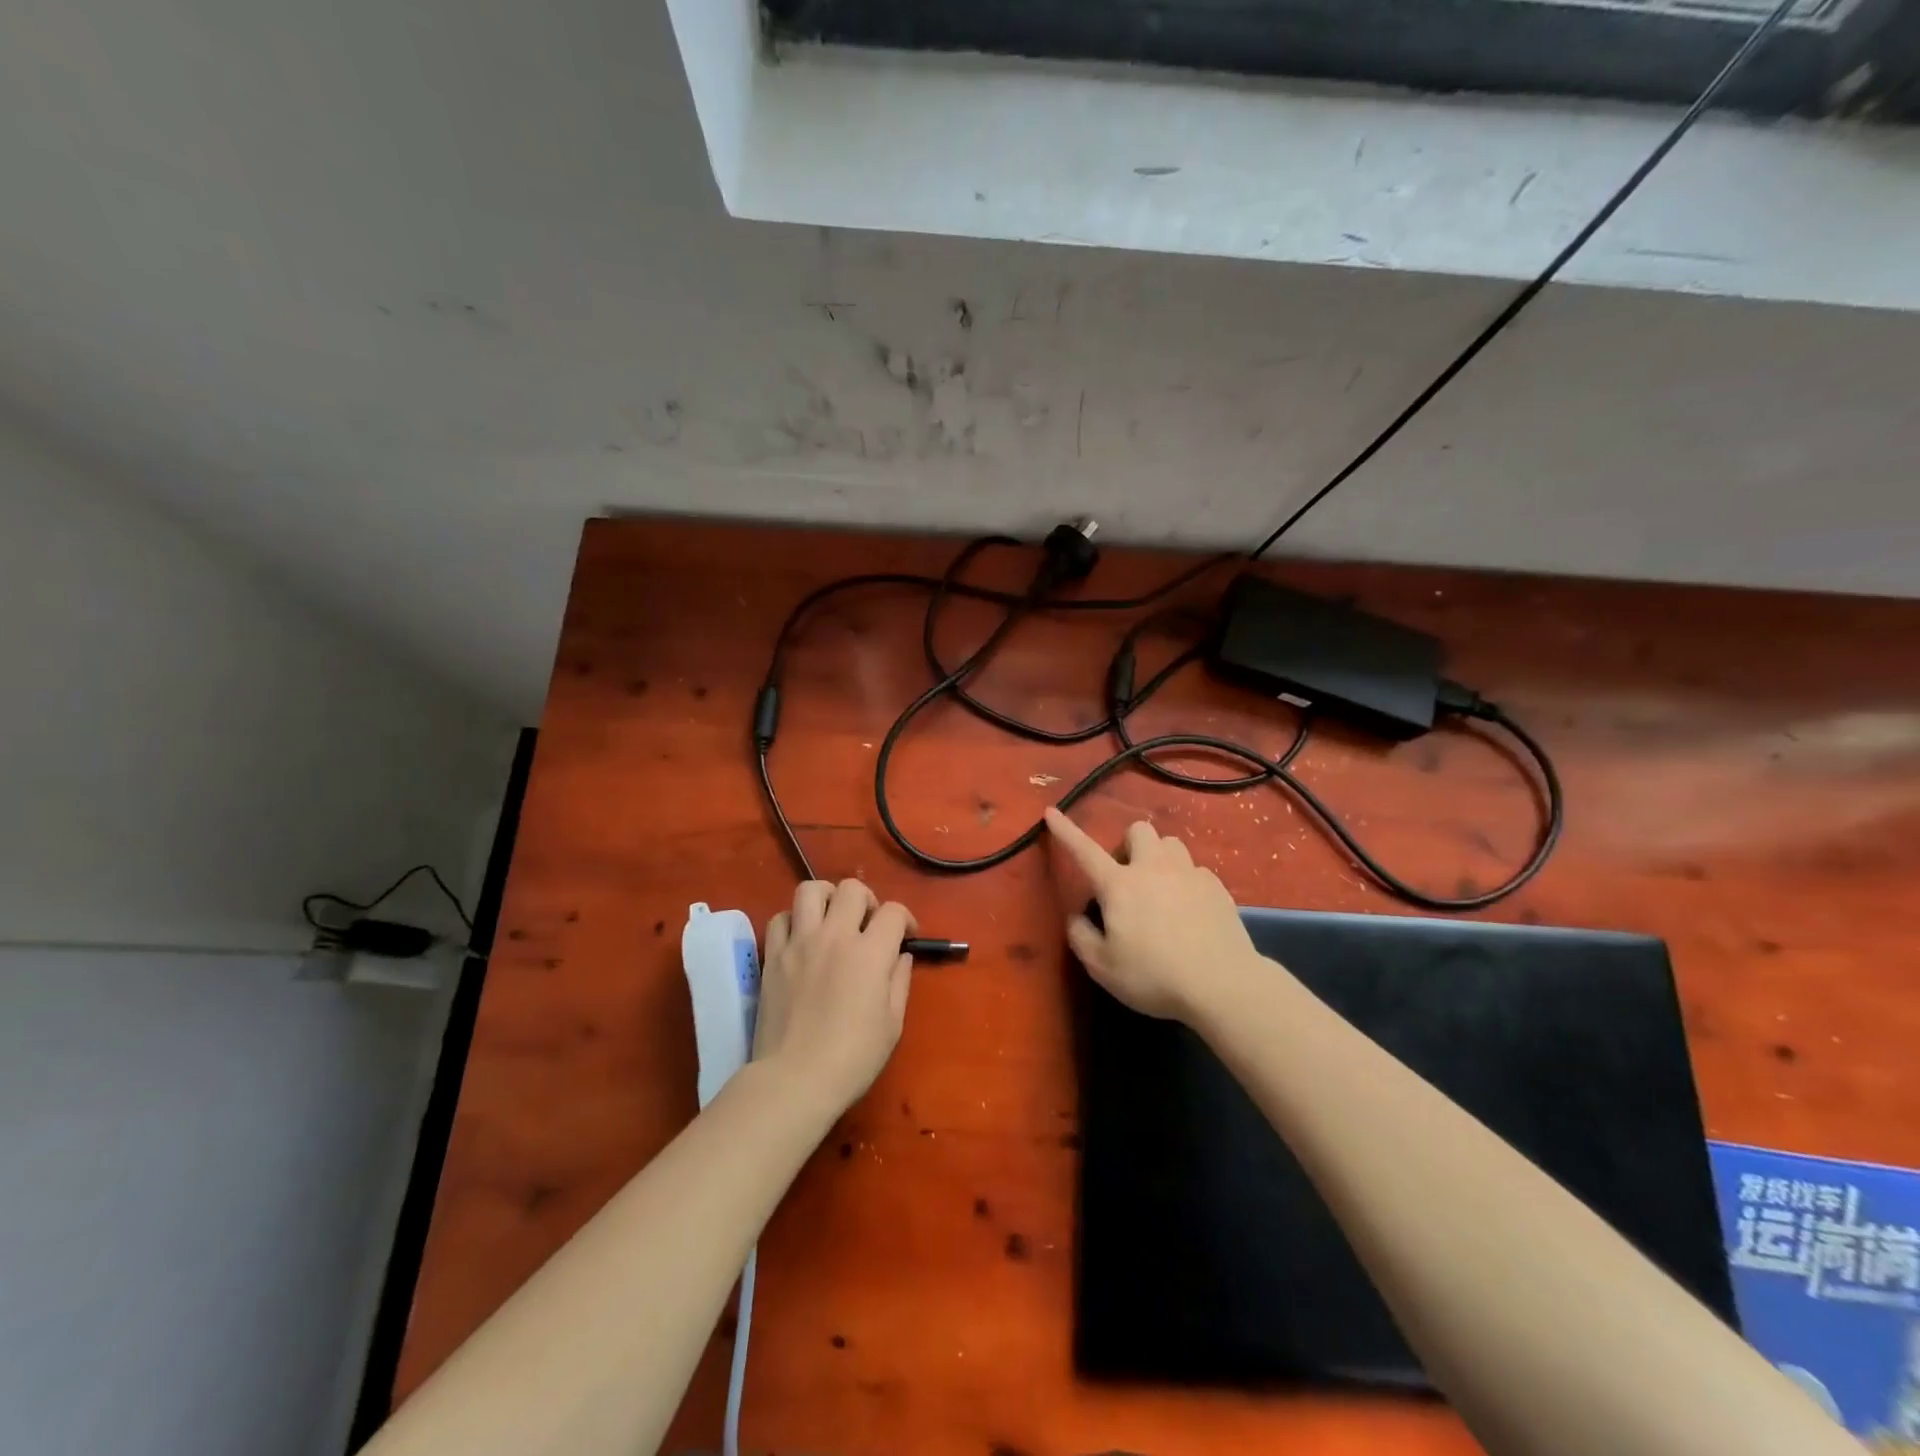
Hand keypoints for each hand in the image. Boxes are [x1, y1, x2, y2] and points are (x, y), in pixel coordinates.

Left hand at [754, 879, 914, 1117]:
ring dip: (827, 897)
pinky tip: (801, 939)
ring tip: (832, 918)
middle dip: (867, 900)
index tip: (906, 936)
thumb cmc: (853, 1058)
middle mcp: (835, 936)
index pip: (893, 911)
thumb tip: (901, 955)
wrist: (794, 1080)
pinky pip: (780, 918)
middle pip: (852, 889)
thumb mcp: (892, 1024)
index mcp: (870, 952)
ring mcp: (799, 943)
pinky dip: (794, 921)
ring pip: (810, 890)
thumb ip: (900, 981)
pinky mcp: (773, 956)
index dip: (905, 919)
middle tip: (868, 924)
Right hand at [1044, 808, 1260, 1022]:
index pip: (1084, 850)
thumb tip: (1078, 916)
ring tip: (1160, 888)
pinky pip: (1196, 870)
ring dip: (1159, 857)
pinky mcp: (1217, 887)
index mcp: (1119, 885)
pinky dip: (1186, 881)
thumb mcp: (1102, 967)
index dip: (1065, 831)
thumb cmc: (1154, 976)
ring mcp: (1189, 874)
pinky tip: (1189, 909)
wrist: (1222, 985)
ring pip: (1171, 844)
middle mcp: (1153, 868)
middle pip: (1139, 830)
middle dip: (1129, 844)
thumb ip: (1081, 936)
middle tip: (1128, 877)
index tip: (1051, 812)